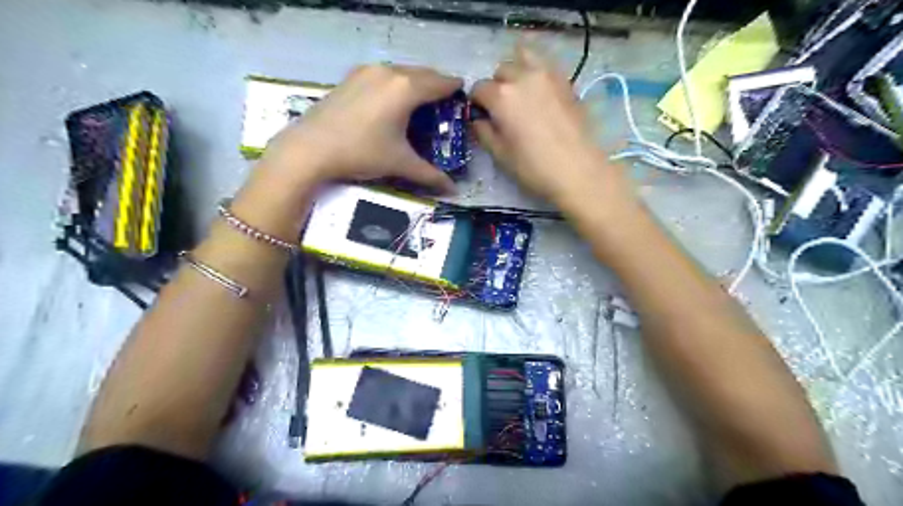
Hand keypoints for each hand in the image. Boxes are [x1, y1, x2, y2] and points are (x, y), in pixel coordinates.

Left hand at [257, 64, 461, 193]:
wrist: (310, 148)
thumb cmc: (361, 153)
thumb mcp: (400, 164)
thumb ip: (430, 175)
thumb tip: (454, 191)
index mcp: (406, 89)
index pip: (441, 83)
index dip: (455, 90)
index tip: (463, 97)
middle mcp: (389, 72)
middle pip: (423, 73)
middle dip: (437, 85)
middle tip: (445, 104)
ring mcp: (367, 71)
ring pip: (402, 71)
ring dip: (416, 83)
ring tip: (420, 103)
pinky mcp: (351, 77)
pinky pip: (384, 74)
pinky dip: (396, 83)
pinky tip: (392, 102)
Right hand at [474, 46, 629, 209]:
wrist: (577, 170)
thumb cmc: (533, 166)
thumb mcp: (499, 154)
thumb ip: (483, 131)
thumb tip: (478, 119)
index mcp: (501, 95)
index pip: (479, 88)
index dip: (476, 103)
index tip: (482, 117)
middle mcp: (522, 76)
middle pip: (501, 71)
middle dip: (497, 87)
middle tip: (502, 109)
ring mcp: (547, 75)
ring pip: (524, 58)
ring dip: (517, 72)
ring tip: (521, 94)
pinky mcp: (566, 81)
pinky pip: (545, 66)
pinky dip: (537, 74)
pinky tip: (539, 95)